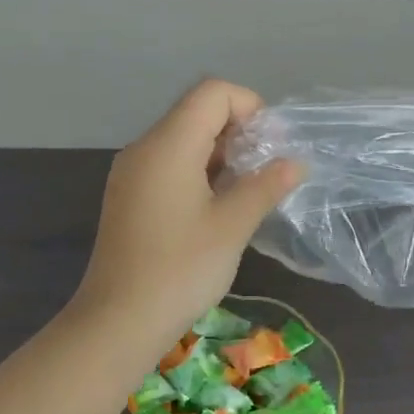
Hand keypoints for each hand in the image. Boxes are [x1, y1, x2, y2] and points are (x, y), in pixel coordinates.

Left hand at [74, 80, 301, 349]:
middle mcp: (144, 148)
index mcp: (168, 145)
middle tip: (264, 172)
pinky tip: (215, 208)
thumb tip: (295, 163)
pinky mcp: (128, 196)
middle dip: (238, 131)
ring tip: (245, 192)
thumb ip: (265, 187)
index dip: (249, 106)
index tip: (269, 148)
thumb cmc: (180, 270)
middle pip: (196, 111)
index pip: (211, 92)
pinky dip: (198, 171)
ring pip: (182, 139)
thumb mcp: (232, 226)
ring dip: (219, 154)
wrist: (118, 320)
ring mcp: (131, 173)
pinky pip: (168, 164)